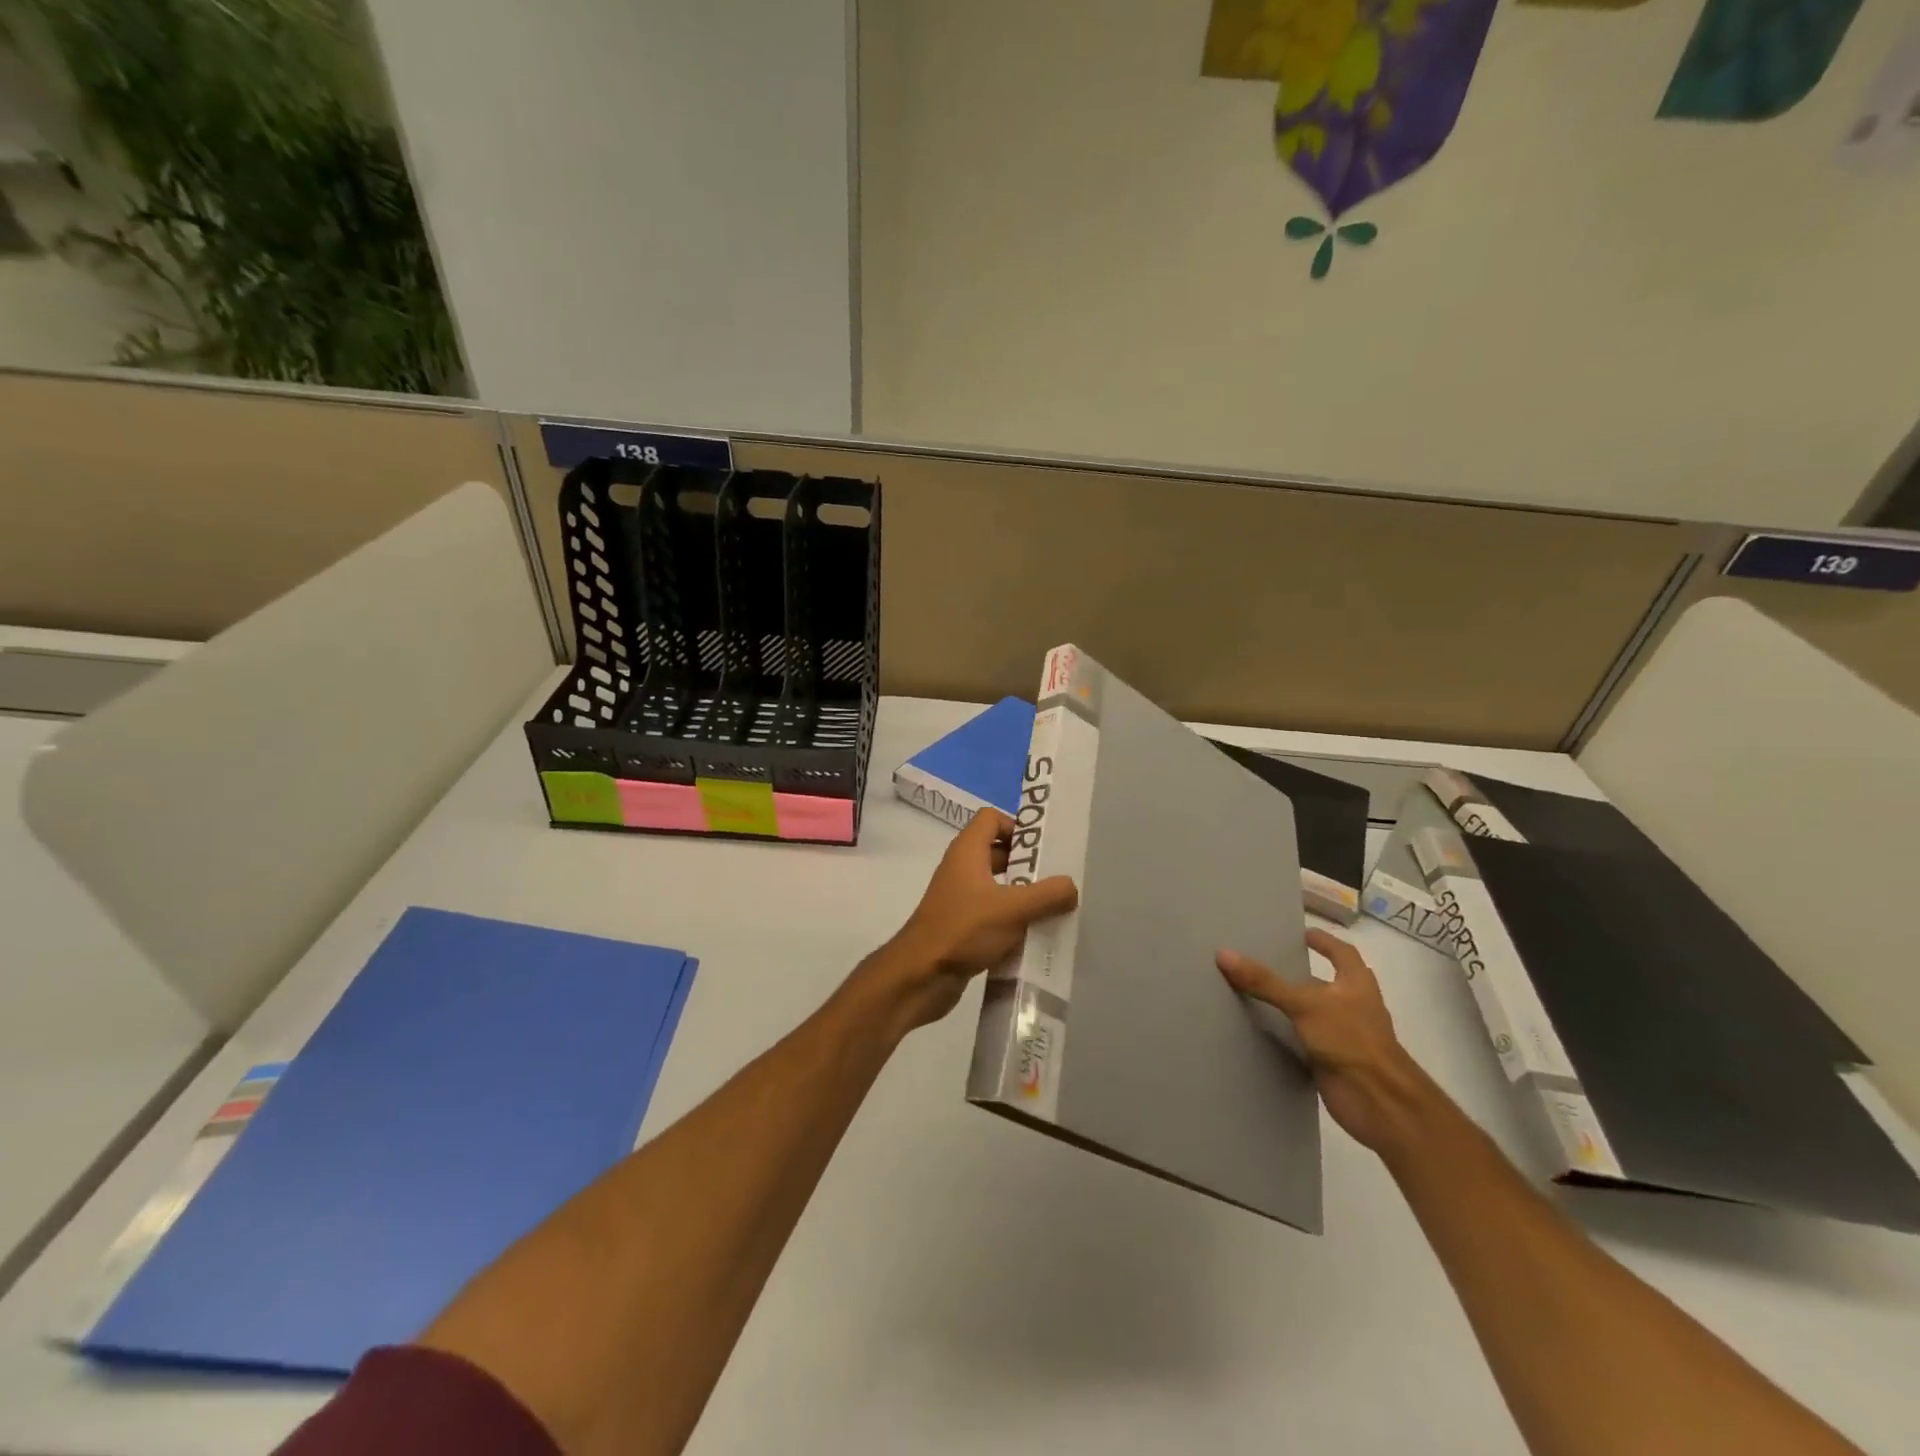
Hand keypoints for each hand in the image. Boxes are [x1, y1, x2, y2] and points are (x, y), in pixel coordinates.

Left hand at [871, 808, 1078, 1033]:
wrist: (920, 976)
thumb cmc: (964, 929)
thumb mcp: (1013, 909)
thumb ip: (1047, 895)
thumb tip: (1071, 886)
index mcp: (967, 851)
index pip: (991, 818)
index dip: (1017, 826)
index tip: (1042, 850)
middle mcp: (961, 869)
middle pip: (997, 852)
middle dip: (1028, 864)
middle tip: (1056, 881)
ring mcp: (959, 898)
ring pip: (997, 886)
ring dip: (1022, 895)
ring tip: (1052, 909)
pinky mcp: (960, 925)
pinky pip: (991, 913)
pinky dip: (1011, 920)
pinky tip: (1033, 936)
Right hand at [1217, 929, 1434, 1155]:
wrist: (1378, 1102)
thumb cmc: (1350, 1040)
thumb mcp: (1304, 1004)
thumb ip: (1265, 982)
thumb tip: (1223, 954)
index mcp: (1356, 984)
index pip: (1342, 953)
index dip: (1324, 941)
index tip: (1301, 934)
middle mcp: (1353, 1006)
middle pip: (1327, 983)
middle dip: (1302, 973)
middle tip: (1267, 961)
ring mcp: (1344, 1035)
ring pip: (1314, 1013)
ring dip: (1292, 1005)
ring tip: (1255, 992)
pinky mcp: (1333, 1060)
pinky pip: (1305, 1040)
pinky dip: (1287, 1035)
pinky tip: (1262, 1030)